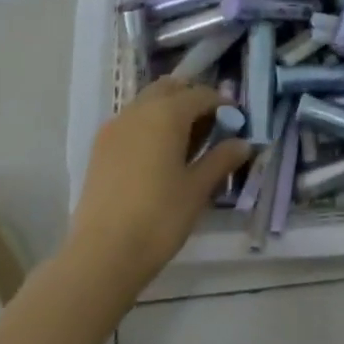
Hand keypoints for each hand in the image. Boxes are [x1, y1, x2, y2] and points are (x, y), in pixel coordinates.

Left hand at [67, 79, 251, 295]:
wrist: (102, 254)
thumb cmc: (159, 218)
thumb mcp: (198, 189)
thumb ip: (221, 160)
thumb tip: (243, 143)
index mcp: (166, 113)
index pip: (201, 95)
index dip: (222, 105)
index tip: (236, 123)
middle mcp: (139, 110)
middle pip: (170, 89)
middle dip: (192, 100)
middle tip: (210, 127)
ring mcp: (115, 127)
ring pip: (147, 103)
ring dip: (169, 111)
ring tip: (186, 144)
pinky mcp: (100, 147)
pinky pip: (131, 121)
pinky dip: (149, 125)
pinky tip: (158, 156)